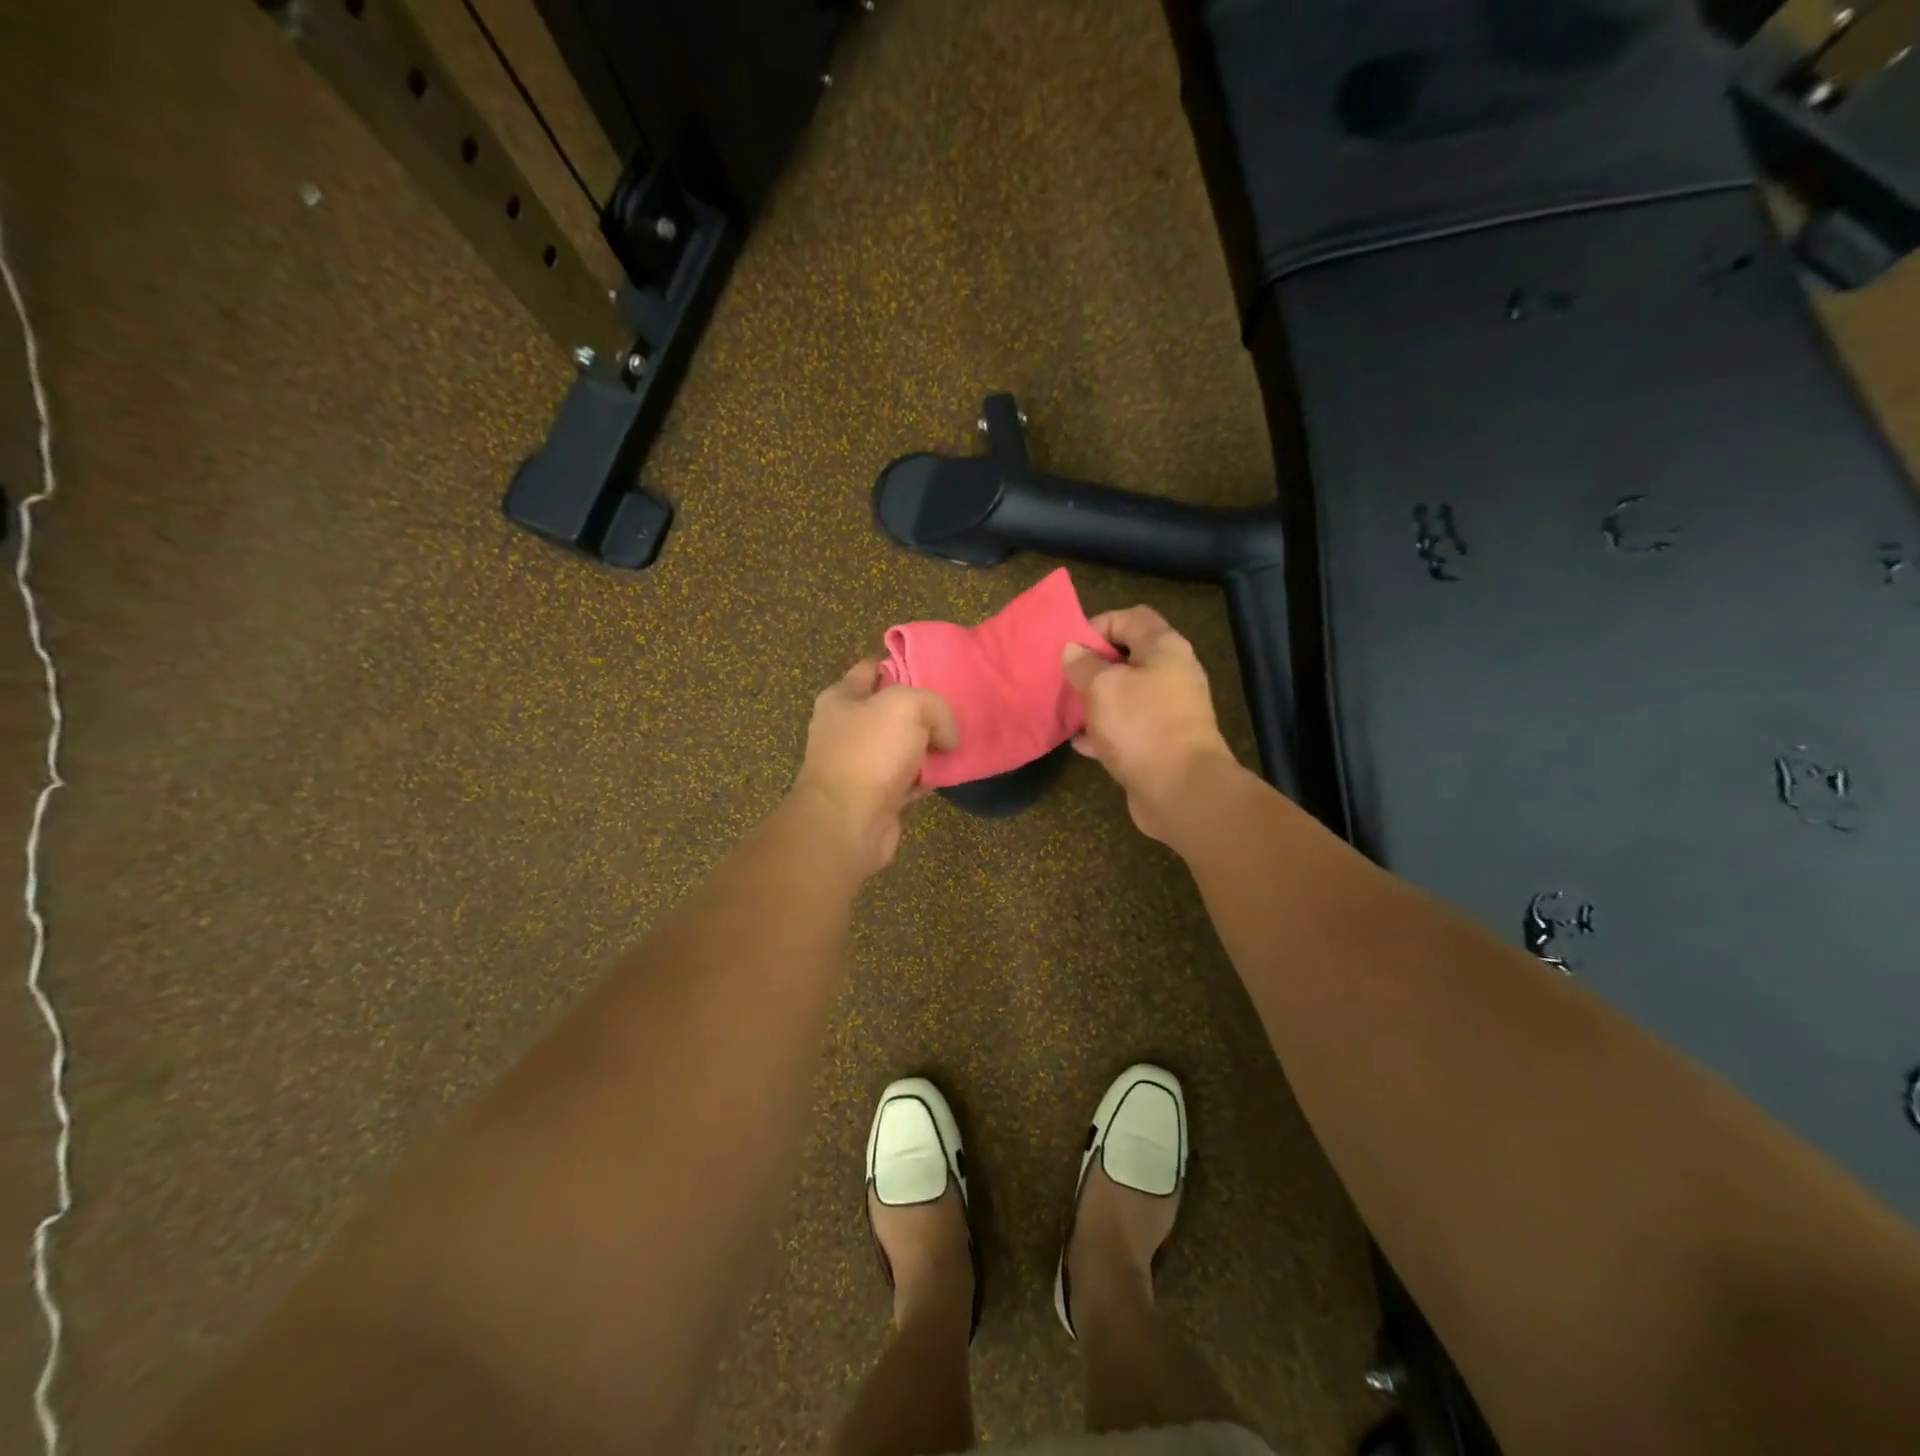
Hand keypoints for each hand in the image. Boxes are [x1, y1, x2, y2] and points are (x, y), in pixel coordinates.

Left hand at [790, 659, 958, 876]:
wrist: (848, 822)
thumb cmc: (870, 752)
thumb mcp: (908, 706)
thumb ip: (934, 707)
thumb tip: (946, 736)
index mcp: (841, 698)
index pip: (871, 668)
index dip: (900, 662)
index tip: (933, 665)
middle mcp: (846, 729)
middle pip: (890, 709)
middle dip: (921, 708)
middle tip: (955, 706)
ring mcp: (859, 764)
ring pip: (902, 746)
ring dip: (928, 746)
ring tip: (960, 740)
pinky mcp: (876, 796)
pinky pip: (909, 778)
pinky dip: (927, 777)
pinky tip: (949, 773)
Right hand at [1063, 606, 1236, 842]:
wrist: (1182, 791)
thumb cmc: (1141, 727)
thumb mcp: (1103, 687)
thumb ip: (1084, 664)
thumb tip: (1073, 649)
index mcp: (1164, 649)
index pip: (1130, 618)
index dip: (1098, 625)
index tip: (1070, 647)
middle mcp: (1172, 674)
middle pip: (1128, 657)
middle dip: (1092, 666)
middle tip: (1063, 678)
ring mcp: (1169, 711)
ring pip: (1125, 694)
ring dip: (1095, 700)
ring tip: (1066, 709)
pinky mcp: (1161, 743)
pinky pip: (1127, 727)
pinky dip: (1104, 730)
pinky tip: (1079, 742)